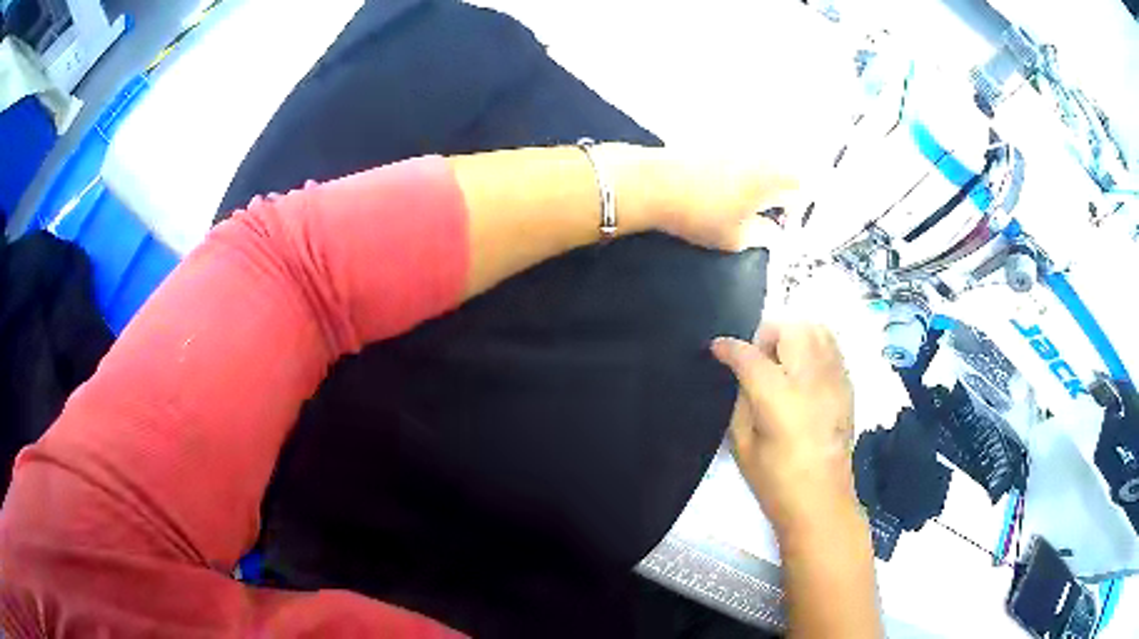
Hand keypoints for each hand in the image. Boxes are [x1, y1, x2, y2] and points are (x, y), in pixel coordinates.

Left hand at [596, 144, 802, 251]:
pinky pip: (742, 152)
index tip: (784, 226)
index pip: (802, 187)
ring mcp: (738, 143)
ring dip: (764, 179)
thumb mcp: (736, 238)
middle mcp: (761, 154)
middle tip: (770, 214)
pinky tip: (726, 185)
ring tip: (747, 202)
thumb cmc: (700, 215)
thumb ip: (763, 235)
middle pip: (786, 168)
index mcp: (773, 177)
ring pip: (764, 159)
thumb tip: (775, 233)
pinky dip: (743, 168)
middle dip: (784, 192)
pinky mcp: (716, 139)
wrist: (653, 182)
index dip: (798, 208)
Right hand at [711, 324, 858, 534]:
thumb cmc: (775, 482)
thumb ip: (741, 401)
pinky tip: (804, 373)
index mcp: (780, 399)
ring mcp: (835, 380)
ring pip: (817, 329)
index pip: (750, 356)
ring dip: (794, 336)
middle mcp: (811, 380)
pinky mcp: (848, 386)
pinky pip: (832, 347)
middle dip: (767, 335)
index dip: (729, 348)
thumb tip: (743, 374)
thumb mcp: (742, 445)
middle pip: (790, 329)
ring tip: (783, 362)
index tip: (717, 349)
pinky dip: (814, 347)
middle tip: (758, 359)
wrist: (822, 501)